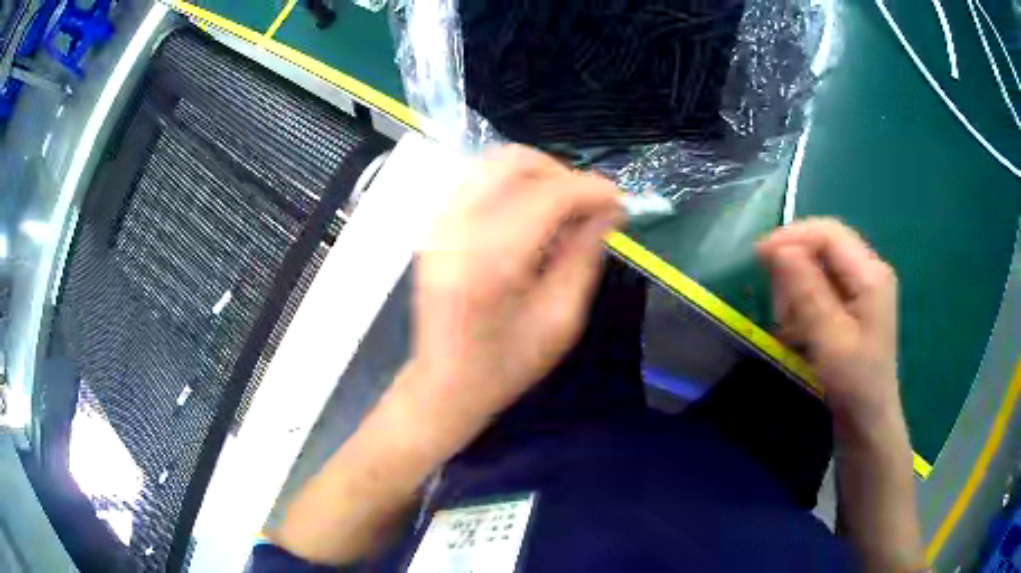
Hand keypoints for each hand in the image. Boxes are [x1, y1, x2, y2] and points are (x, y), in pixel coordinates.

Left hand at [402, 145, 622, 439]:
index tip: (619, 200)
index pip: (547, 195)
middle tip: (588, 203)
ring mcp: (438, 224)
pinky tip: (530, 215)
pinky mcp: (434, 228)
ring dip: (536, 175)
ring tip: (563, 208)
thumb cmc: (506, 365)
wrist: (444, 383)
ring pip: (492, 164)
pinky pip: (477, 183)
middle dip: (560, 172)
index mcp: (491, 261)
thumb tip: (609, 211)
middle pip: (513, 162)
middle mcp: (457, 230)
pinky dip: (511, 186)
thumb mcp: (560, 319)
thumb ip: (584, 255)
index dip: (590, 189)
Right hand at [756, 219, 901, 430]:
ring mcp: (863, 287)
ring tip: (788, 323)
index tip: (759, 256)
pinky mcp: (854, 303)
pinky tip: (798, 327)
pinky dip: (804, 301)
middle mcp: (869, 271)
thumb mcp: (829, 338)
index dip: (793, 237)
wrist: (868, 421)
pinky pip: (822, 286)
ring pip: (820, 266)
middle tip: (777, 303)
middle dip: (795, 266)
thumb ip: (807, 291)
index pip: (828, 233)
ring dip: (797, 288)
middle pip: (824, 246)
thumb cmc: (854, 383)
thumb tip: (778, 248)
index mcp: (871, 274)